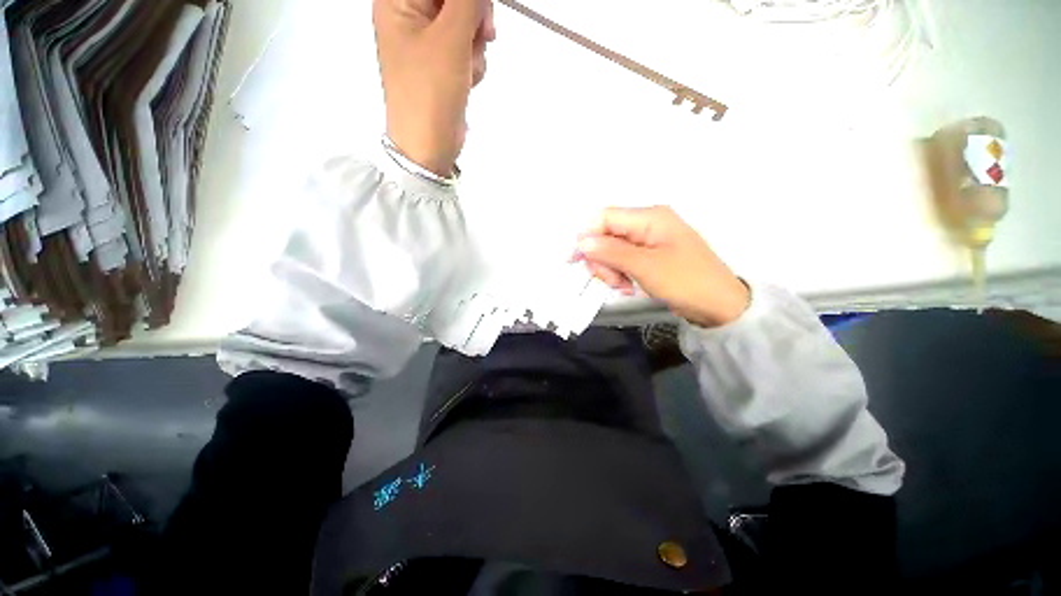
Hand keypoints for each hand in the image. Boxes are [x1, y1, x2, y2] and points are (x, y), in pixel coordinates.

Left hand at [374, 0, 495, 175]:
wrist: (429, 146)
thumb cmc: (430, 92)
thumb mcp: (450, 38)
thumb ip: (467, 1)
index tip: (480, 9)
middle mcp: (409, 14)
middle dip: (474, 16)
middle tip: (483, 35)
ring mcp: (426, 41)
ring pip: (465, 21)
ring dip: (474, 44)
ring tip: (466, 69)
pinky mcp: (441, 63)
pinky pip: (465, 47)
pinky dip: (472, 61)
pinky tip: (466, 80)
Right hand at [575, 206, 749, 327]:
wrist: (719, 306)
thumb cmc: (686, 282)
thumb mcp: (646, 266)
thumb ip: (611, 252)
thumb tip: (581, 242)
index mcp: (650, 217)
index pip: (605, 217)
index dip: (587, 236)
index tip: (575, 260)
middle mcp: (647, 224)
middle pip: (606, 234)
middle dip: (602, 259)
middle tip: (612, 281)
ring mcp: (648, 241)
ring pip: (612, 250)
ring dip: (610, 269)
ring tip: (623, 286)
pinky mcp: (648, 256)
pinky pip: (623, 260)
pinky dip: (619, 273)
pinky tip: (628, 286)